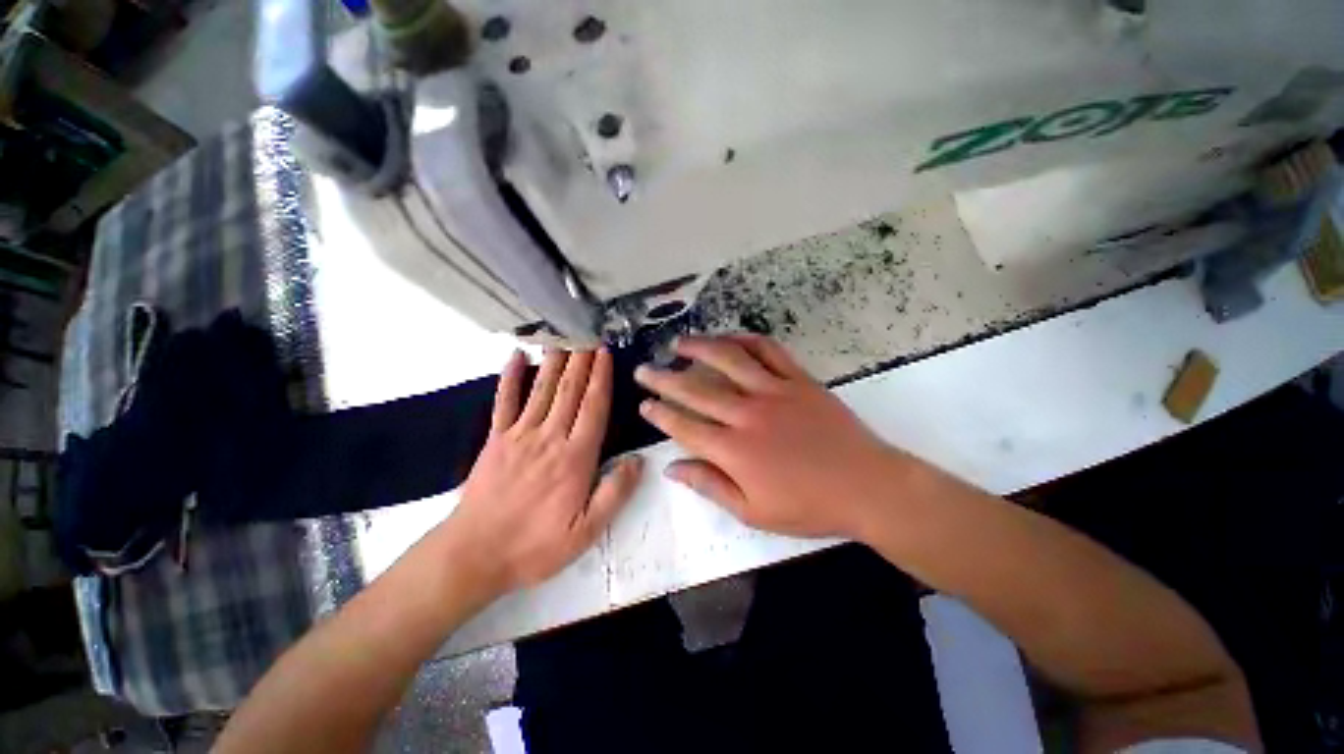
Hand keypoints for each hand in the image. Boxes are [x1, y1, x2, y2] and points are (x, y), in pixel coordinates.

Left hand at [446, 349, 641, 598]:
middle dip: (582, 360)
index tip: (605, 353)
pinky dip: (509, 377)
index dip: (601, 378)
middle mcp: (549, 438)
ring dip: (555, 361)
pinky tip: (515, 357)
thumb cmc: (535, 546)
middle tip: (589, 334)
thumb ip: (615, 493)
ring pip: (542, 390)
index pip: (593, 408)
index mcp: (575, 458)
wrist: (474, 555)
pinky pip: (504, 402)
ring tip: (565, 337)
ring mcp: (519, 435)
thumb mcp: (586, 532)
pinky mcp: (495, 440)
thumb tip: (638, 461)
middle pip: (570, 391)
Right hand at [635, 334, 906, 539]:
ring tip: (679, 343)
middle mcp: (747, 414)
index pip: (684, 426)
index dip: (660, 414)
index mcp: (734, 450)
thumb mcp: (753, 511)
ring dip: (699, 348)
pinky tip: (730, 338)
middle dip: (664, 378)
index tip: (644, 404)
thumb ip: (709, 485)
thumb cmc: (808, 505)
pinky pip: (768, 351)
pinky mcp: (798, 380)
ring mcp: (774, 391)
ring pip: (728, 360)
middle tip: (644, 369)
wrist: (867, 486)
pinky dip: (746, 340)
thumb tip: (672, 468)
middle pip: (695, 390)